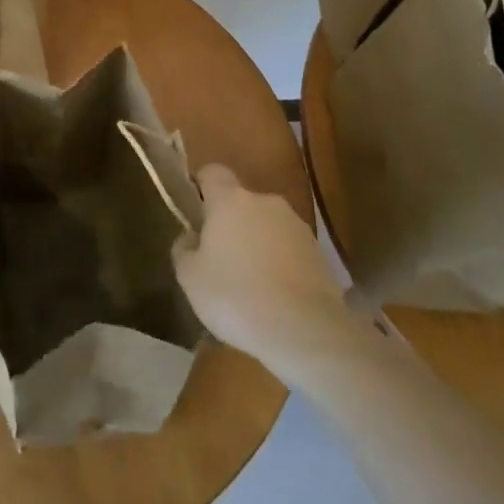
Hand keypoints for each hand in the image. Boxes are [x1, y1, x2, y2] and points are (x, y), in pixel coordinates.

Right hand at [172, 163, 345, 378]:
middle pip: (242, 202)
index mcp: (230, 200)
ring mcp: (297, 226)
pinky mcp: (319, 254)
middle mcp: (265, 202)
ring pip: (268, 226)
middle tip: (220, 258)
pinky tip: (276, 297)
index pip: (213, 172)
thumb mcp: (190, 277)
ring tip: (251, 284)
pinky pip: (290, 250)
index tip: (195, 210)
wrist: (304, 331)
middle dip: (231, 223)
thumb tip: (191, 237)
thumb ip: (184, 248)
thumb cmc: (236, 297)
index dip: (202, 186)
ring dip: (258, 244)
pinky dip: (281, 264)